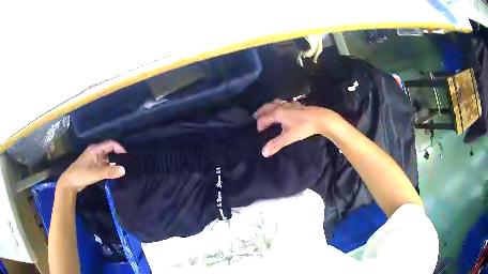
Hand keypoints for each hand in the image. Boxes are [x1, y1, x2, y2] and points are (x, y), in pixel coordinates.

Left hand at [58, 140, 126, 191]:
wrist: (69, 182)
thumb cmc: (81, 174)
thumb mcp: (95, 173)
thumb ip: (109, 172)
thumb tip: (124, 170)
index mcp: (95, 149)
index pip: (110, 144)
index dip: (119, 147)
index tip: (127, 156)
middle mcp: (95, 152)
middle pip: (109, 151)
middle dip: (117, 156)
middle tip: (126, 163)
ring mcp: (93, 160)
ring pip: (106, 159)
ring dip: (113, 163)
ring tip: (121, 170)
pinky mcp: (92, 167)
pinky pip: (103, 165)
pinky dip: (108, 168)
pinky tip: (112, 174)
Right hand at [254, 99, 338, 156]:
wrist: (320, 119)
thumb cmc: (303, 127)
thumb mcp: (288, 137)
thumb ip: (276, 144)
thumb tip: (263, 152)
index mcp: (277, 113)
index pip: (264, 118)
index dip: (260, 124)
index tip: (259, 131)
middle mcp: (282, 107)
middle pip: (267, 107)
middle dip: (261, 112)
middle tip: (255, 116)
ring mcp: (290, 104)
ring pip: (276, 103)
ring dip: (270, 107)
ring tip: (267, 111)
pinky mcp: (298, 105)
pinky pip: (285, 103)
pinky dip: (280, 106)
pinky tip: (285, 109)